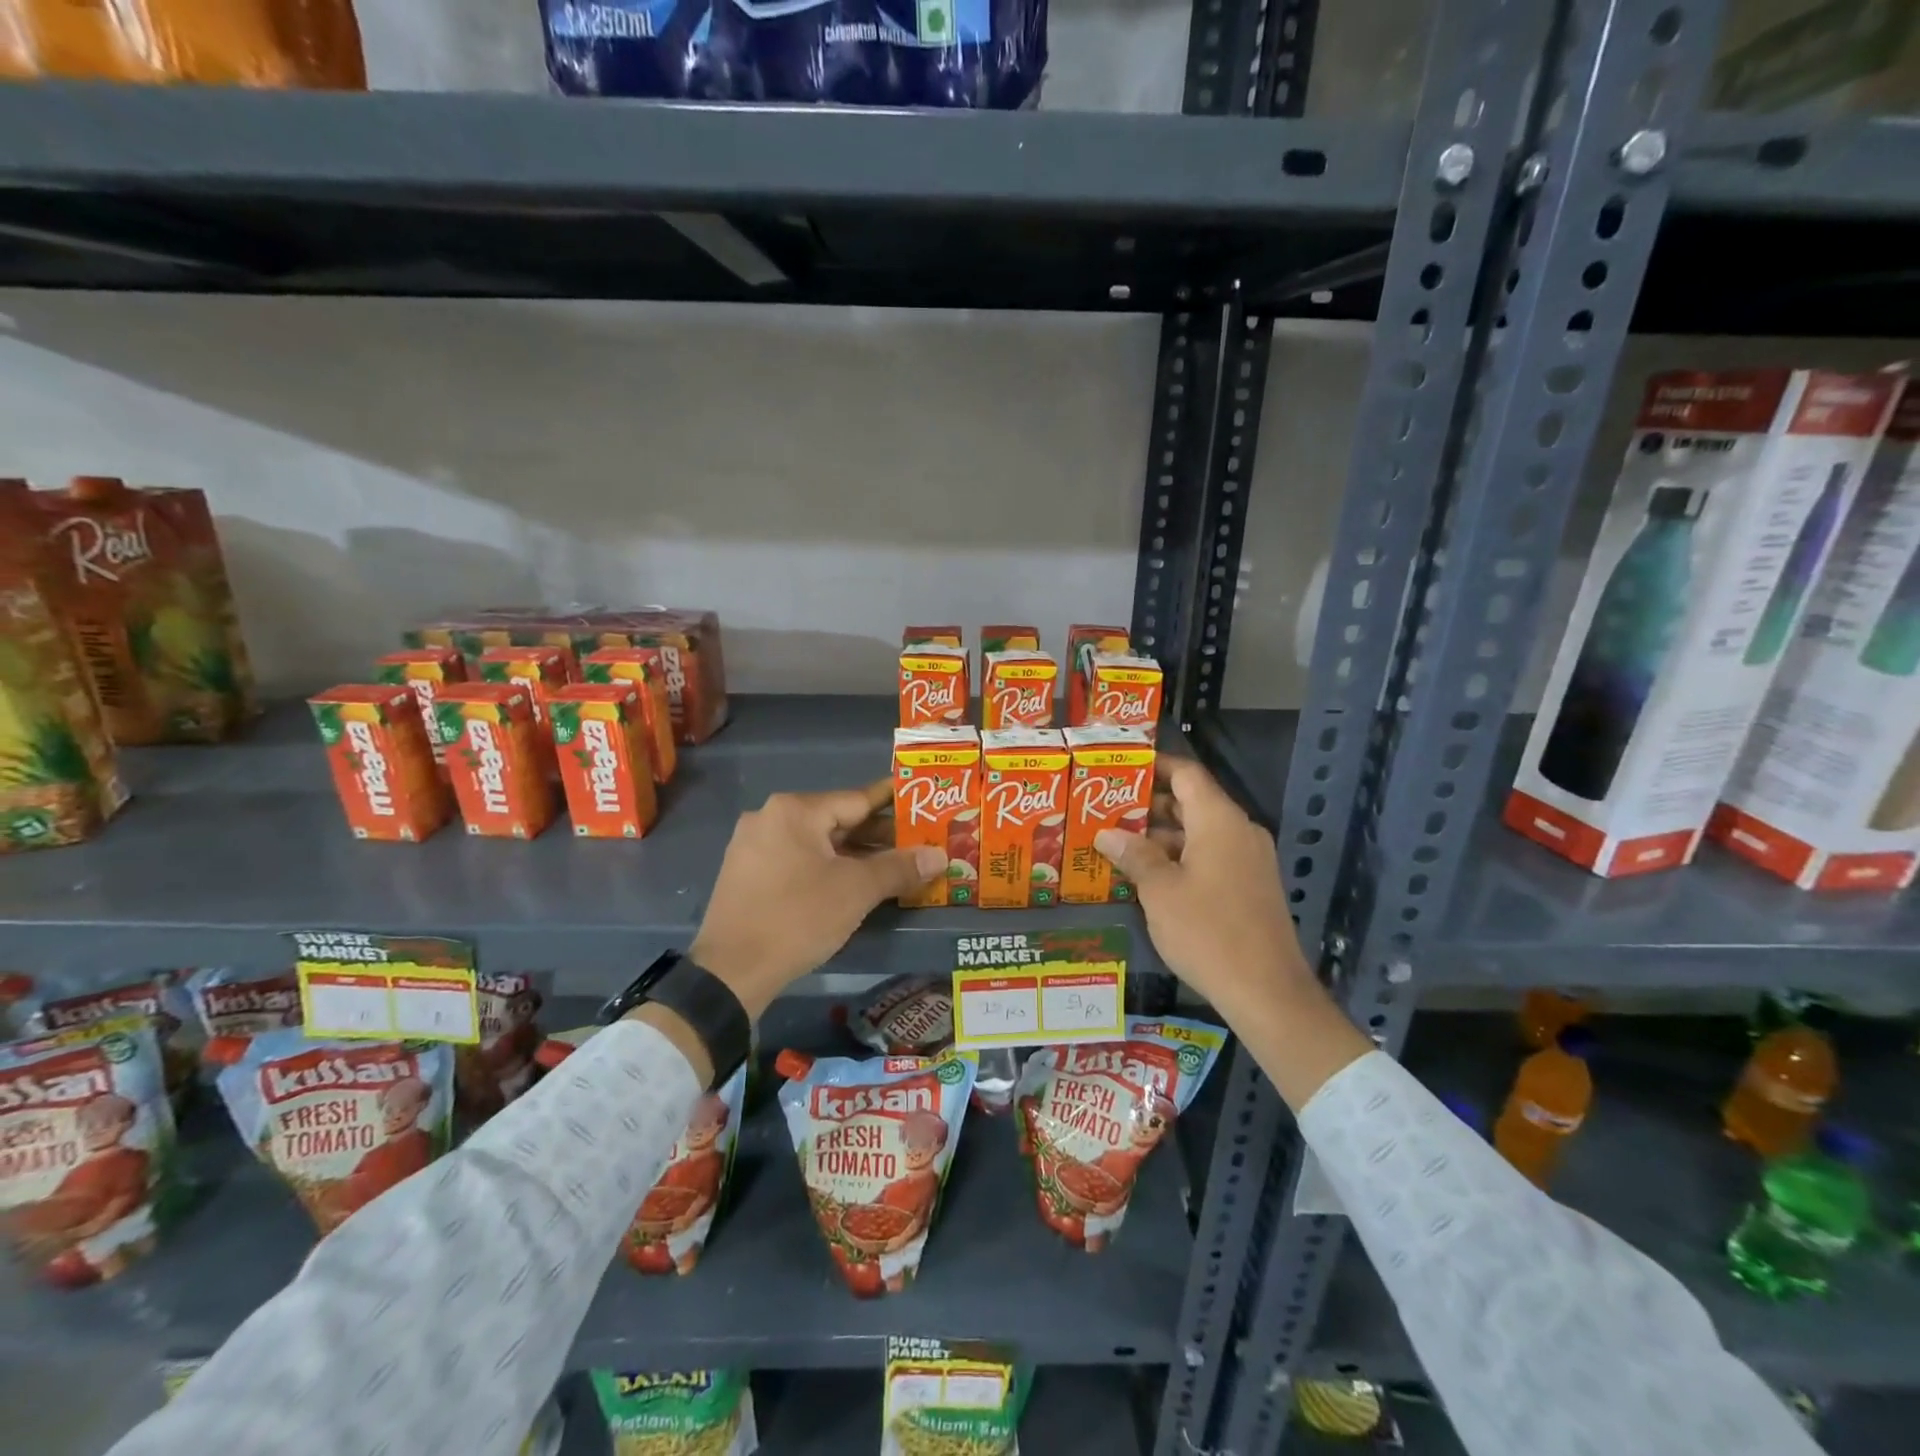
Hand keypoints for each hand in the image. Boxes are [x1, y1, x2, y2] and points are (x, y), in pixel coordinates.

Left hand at [690, 781, 943, 1018]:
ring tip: (895, 866)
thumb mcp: (856, 891)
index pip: (858, 799)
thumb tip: (940, 856)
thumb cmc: (798, 918)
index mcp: (795, 810)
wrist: (731, 972)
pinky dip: (829, 867)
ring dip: (855, 854)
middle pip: (837, 820)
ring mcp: (755, 845)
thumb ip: (899, 867)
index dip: (895, 804)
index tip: (923, 802)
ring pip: (818, 842)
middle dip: (878, 835)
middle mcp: (771, 817)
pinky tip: (855, 884)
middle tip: (918, 843)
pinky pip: (799, 860)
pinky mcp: (748, 873)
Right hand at [1093, 757, 1311, 1019]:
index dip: (1154, 766)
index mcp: (1219, 820)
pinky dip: (1182, 858)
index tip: (1121, 770)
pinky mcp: (1251, 885)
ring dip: (1162, 836)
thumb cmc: (1207, 932)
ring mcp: (1250, 859)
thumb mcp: (1159, 891)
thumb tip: (1107, 833)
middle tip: (1107, 812)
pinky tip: (1150, 878)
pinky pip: (1212, 856)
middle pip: (1192, 802)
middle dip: (1150, 806)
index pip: (1186, 774)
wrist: (1267, 991)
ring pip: (1200, 832)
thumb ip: (1133, 855)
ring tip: (1119, 846)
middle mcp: (1239, 830)